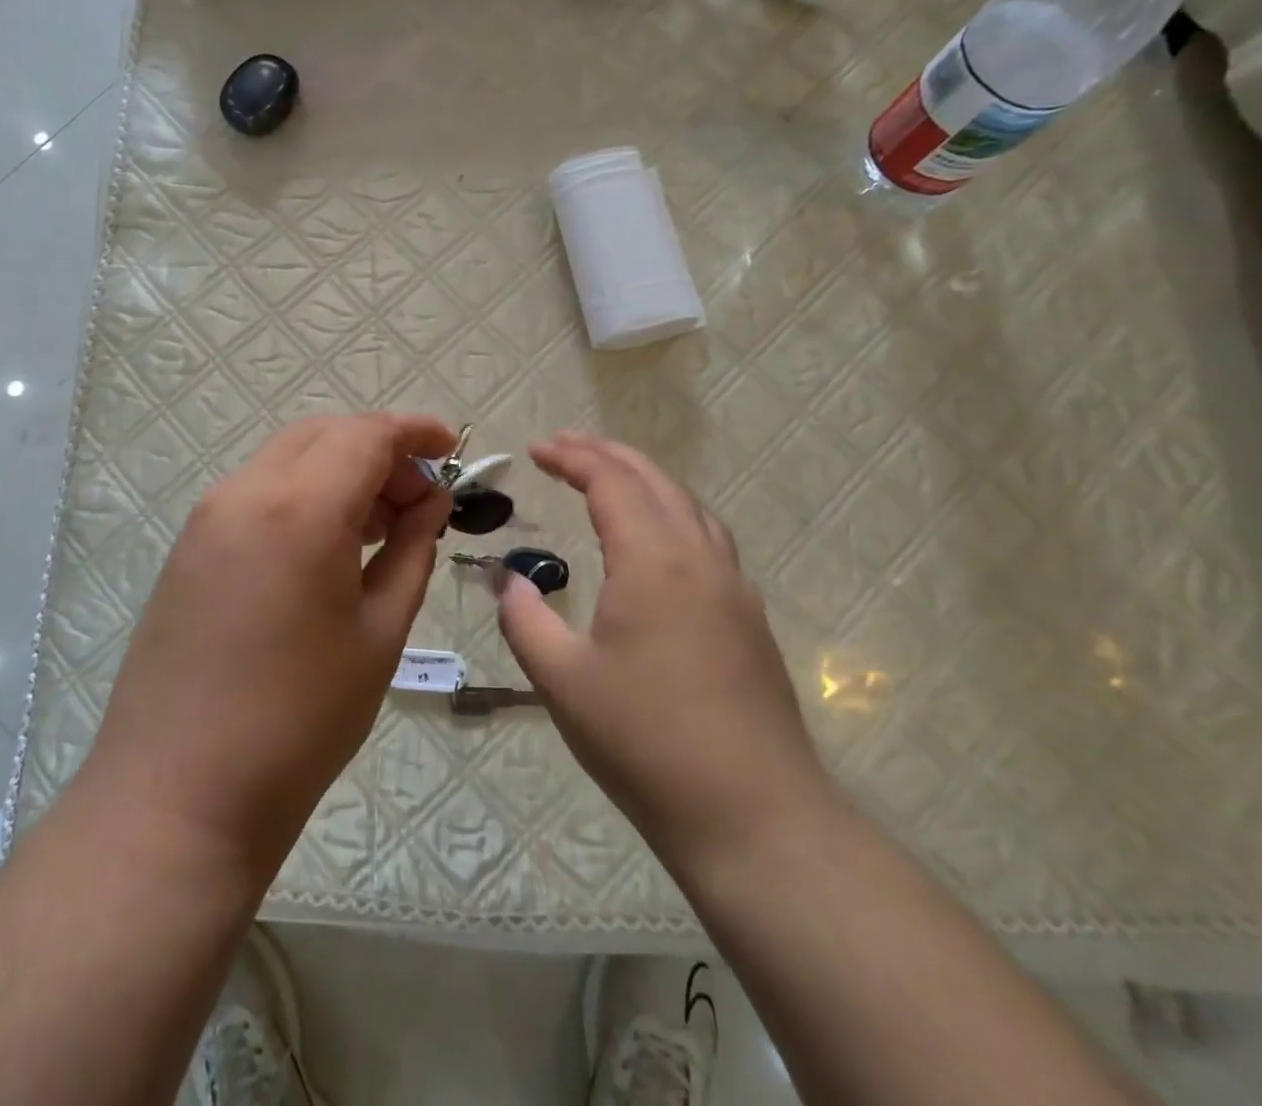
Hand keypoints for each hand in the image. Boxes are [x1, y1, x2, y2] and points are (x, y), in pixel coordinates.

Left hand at [84, 412, 455, 881]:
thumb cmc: (299, 720)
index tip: (451, 450)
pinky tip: (327, 546)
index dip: (415, 432)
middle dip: (378, 450)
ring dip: (339, 470)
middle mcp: (245, 492)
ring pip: (287, 458)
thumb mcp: (378, 633)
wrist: (179, 794)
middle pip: (323, 434)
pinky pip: (257, 492)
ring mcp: (208, 517)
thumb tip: (431, 504)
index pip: (366, 435)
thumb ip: (411, 551)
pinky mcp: (189, 546)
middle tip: (418, 499)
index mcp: (300, 508)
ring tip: (380, 526)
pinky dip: (302, 494)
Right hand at [497, 431, 830, 863]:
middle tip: (564, 446)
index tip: (535, 449)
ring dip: (644, 479)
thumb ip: (524, 618)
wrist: (754, 816)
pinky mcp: (748, 618)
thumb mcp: (562, 679)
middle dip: (606, 454)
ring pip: (688, 505)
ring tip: (607, 478)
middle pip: (655, 480)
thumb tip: (507, 579)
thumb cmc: (645, 741)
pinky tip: (655, 541)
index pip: (611, 481)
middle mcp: (700, 558)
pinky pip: (707, 537)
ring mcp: (733, 587)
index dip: (571, 456)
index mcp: (653, 561)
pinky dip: (671, 513)